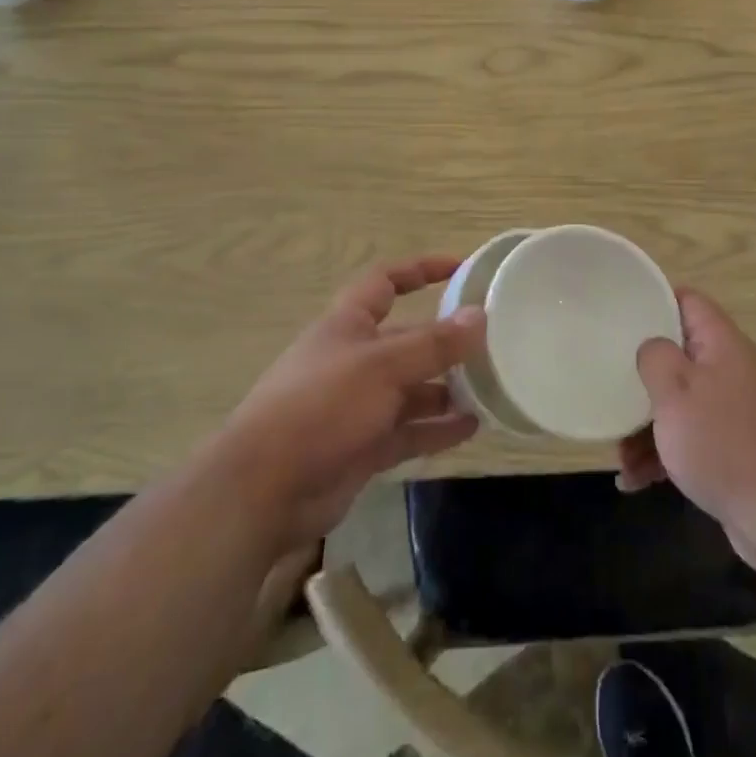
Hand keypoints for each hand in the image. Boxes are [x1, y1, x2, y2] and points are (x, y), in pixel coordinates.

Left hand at [225, 256, 484, 550]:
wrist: (264, 488)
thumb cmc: (321, 405)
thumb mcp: (382, 366)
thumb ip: (434, 343)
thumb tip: (480, 315)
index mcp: (348, 325)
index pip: (386, 282)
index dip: (420, 270)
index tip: (460, 268)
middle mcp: (354, 359)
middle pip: (406, 340)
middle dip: (444, 340)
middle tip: (490, 343)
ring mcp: (358, 406)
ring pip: (411, 389)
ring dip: (446, 388)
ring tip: (490, 388)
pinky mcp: (362, 447)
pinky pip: (408, 431)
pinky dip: (437, 429)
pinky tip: (471, 428)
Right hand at [617, 289, 755, 572]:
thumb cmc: (724, 444)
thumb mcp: (676, 391)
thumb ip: (655, 356)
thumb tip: (651, 346)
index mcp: (722, 343)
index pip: (687, 301)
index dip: (653, 301)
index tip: (619, 316)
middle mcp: (731, 369)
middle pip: (678, 355)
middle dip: (642, 376)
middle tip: (610, 387)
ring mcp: (735, 410)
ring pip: (680, 402)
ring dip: (647, 425)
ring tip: (620, 457)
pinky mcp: (735, 448)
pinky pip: (691, 438)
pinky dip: (664, 454)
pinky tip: (636, 482)